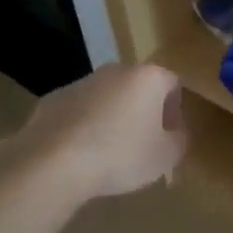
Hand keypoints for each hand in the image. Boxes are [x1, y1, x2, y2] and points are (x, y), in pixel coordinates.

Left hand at [0, 62, 188, 201]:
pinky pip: (79, 111)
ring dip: (113, 117)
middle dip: (143, 111)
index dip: (176, 110)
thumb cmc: (121, 155)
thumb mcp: (166, 156)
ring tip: (109, 152)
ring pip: (107, 97)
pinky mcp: (52, 99)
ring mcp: (80, 83)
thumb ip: (179, 140)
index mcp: (147, 78)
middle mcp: (115, 71)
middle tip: (143, 143)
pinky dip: (85, 126)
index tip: (171, 135)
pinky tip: (82, 153)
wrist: (54, 162)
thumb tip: (176, 133)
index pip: (173, 84)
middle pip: (138, 87)